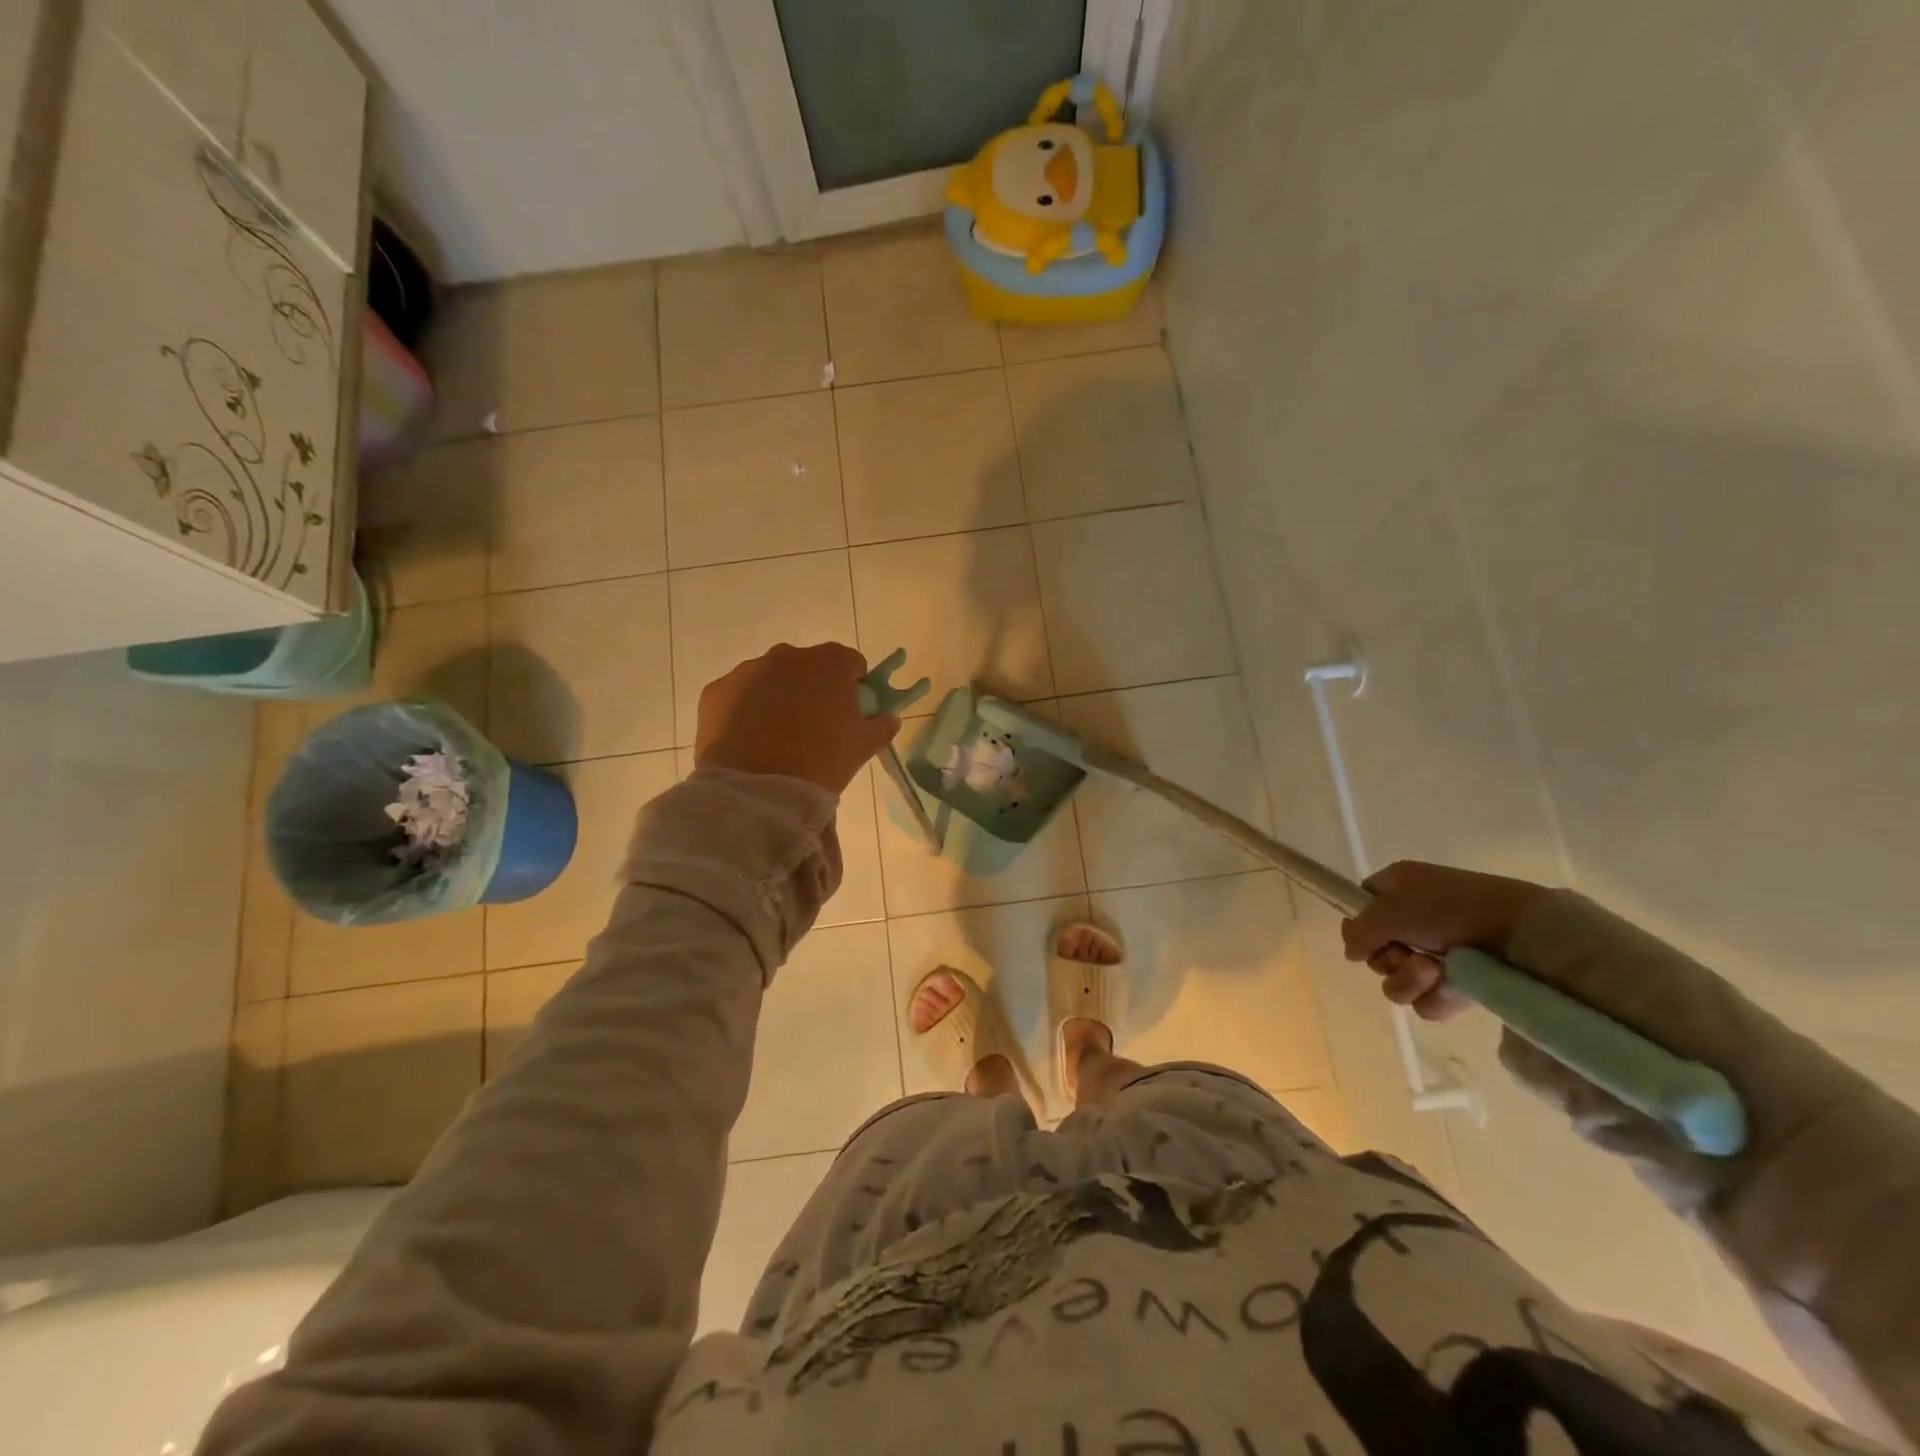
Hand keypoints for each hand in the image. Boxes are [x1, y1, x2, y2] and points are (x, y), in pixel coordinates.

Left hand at [695, 642, 898, 794]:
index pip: (850, 662)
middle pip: (807, 667)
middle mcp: (787, 656)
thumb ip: (880, 727)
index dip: (853, 685)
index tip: (849, 712)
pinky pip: (738, 696)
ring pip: (770, 679)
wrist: (758, 789)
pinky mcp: (716, 691)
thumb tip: (889, 719)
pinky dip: (744, 711)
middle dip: (812, 688)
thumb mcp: (861, 748)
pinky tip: (748, 742)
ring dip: (777, 698)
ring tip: (777, 738)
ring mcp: (748, 671)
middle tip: (813, 727)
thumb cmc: (821, 762)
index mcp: (829, 663)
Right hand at [1340, 861, 1548, 1021]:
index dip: (1359, 924)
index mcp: (1398, 888)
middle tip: (1406, 953)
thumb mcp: (1388, 910)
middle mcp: (1415, 918)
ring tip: (1433, 971)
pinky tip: (1450, 987)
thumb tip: (1353, 952)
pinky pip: (1426, 1000)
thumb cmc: (1448, 908)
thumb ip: (1357, 931)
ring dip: (1407, 979)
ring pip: (1397, 980)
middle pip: (1377, 950)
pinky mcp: (1460, 983)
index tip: (1366, 938)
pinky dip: (1433, 996)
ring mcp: (1438, 952)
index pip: (1362, 905)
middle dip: (1387, 958)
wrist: (1520, 934)